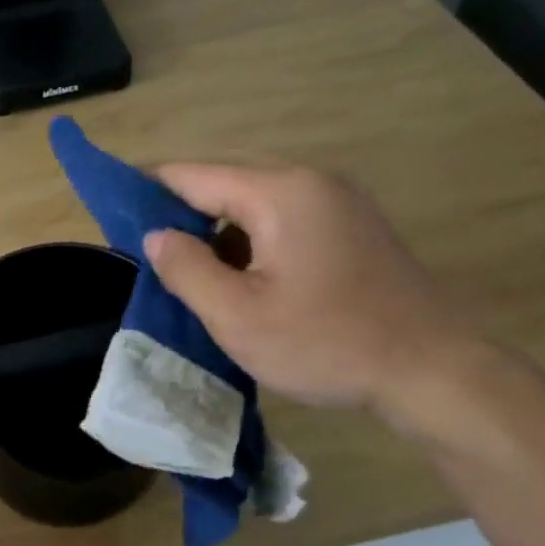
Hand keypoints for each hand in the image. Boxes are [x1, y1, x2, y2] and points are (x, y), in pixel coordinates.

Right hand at [142, 164, 485, 419]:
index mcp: (280, 193)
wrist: (431, 370)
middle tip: (149, 261)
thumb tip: (155, 235)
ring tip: (190, 279)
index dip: (147, 191)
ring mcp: (338, 203)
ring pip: (254, 207)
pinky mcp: (352, 230)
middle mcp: (311, 182)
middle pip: (224, 185)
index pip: (193, 175)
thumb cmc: (326, 343)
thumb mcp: (239, 316)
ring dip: (218, 237)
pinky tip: (241, 284)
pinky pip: (283, 224)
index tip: (113, 215)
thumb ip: (187, 270)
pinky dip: (251, 245)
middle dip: (182, 218)